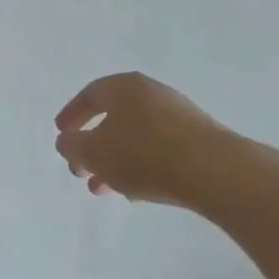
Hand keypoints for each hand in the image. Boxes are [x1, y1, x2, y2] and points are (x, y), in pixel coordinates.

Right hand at [54, 72, 276, 212]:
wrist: (217, 172)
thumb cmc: (145, 155)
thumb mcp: (94, 153)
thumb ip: (72, 146)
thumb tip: (67, 142)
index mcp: (123, 86)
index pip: (89, 95)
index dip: (72, 115)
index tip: (61, 135)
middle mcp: (151, 93)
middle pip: (113, 117)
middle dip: (92, 146)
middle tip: (80, 171)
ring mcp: (178, 115)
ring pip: (135, 137)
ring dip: (115, 161)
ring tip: (105, 189)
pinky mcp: (198, 139)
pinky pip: (159, 149)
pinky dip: (141, 166)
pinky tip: (137, 192)